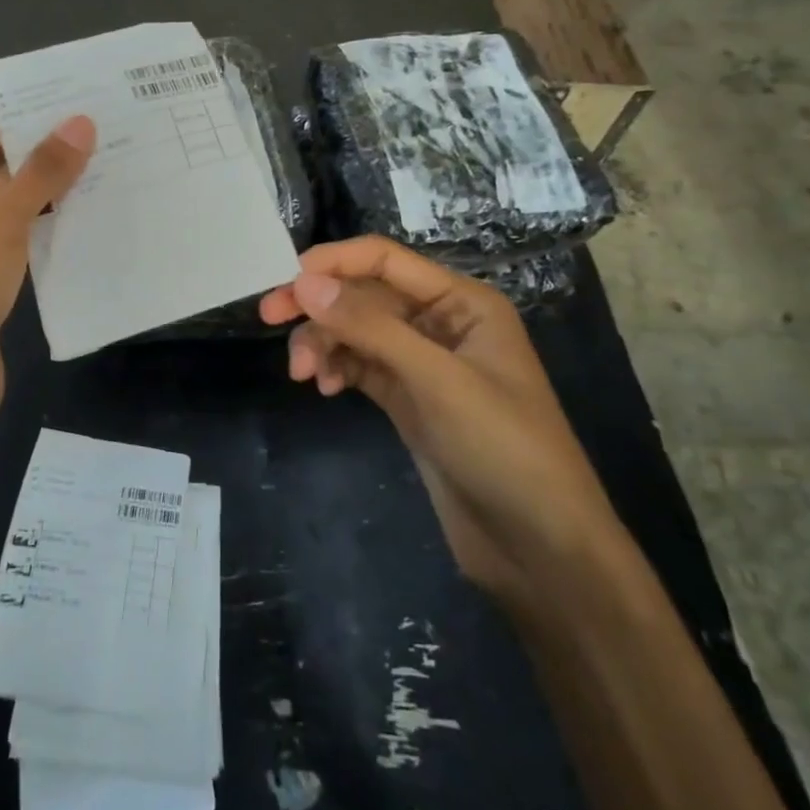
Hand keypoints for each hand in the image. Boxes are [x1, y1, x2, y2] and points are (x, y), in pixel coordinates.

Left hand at [0, 116, 94, 446]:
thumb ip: (41, 174)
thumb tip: (81, 121)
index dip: (34, 122)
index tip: (89, 105)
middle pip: (0, 174)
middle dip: (51, 162)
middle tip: (114, 137)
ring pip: (13, 212)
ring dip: (55, 200)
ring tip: (116, 172)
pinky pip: (19, 246)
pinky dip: (49, 235)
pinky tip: (95, 221)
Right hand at [259, 236, 621, 604]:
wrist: (540, 549)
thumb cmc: (504, 449)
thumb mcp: (437, 380)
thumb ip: (370, 327)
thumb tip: (304, 282)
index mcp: (462, 302)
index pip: (384, 260)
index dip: (333, 262)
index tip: (284, 282)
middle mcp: (440, 323)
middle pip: (364, 296)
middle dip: (319, 307)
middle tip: (269, 319)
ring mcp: (423, 364)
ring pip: (356, 333)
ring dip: (324, 344)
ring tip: (303, 376)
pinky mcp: (409, 400)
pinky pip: (361, 366)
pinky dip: (338, 369)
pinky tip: (325, 389)